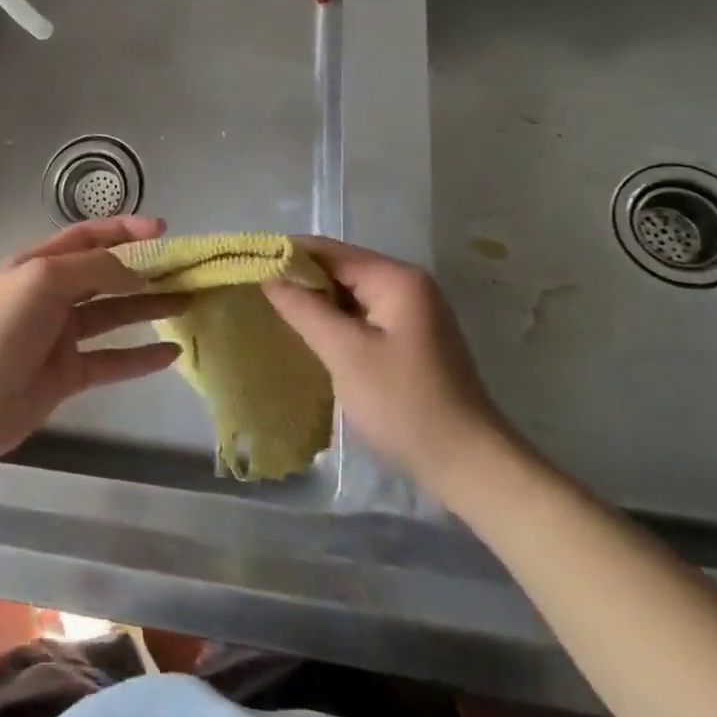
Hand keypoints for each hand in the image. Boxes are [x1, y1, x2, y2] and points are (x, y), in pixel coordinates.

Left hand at [0, 217, 185, 460]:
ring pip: (113, 316)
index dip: (124, 230)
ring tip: (188, 303)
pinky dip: (140, 357)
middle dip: (144, 270)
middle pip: (106, 276)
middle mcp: (52, 295)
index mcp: (39, 264)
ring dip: (148, 308)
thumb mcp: (43, 279)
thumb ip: (93, 269)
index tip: (163, 231)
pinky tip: (171, 354)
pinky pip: (111, 360)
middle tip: (185, 270)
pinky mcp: (67, 374)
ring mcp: (60, 336)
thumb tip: (135, 272)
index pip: (88, 237)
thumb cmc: (0, 326)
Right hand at [261, 237, 523, 507]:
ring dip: (315, 301)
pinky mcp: (411, 340)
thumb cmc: (404, 404)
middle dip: (299, 278)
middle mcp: (407, 286)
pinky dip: (334, 321)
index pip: (329, 251)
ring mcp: (412, 314)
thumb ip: (304, 308)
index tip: (246, 265)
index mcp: (396, 279)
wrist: (469, 466)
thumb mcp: (346, 353)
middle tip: (253, 291)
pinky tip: (308, 335)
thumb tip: (268, 275)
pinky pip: (362, 317)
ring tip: (271, 311)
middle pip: (340, 268)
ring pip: (350, 294)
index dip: (286, 254)